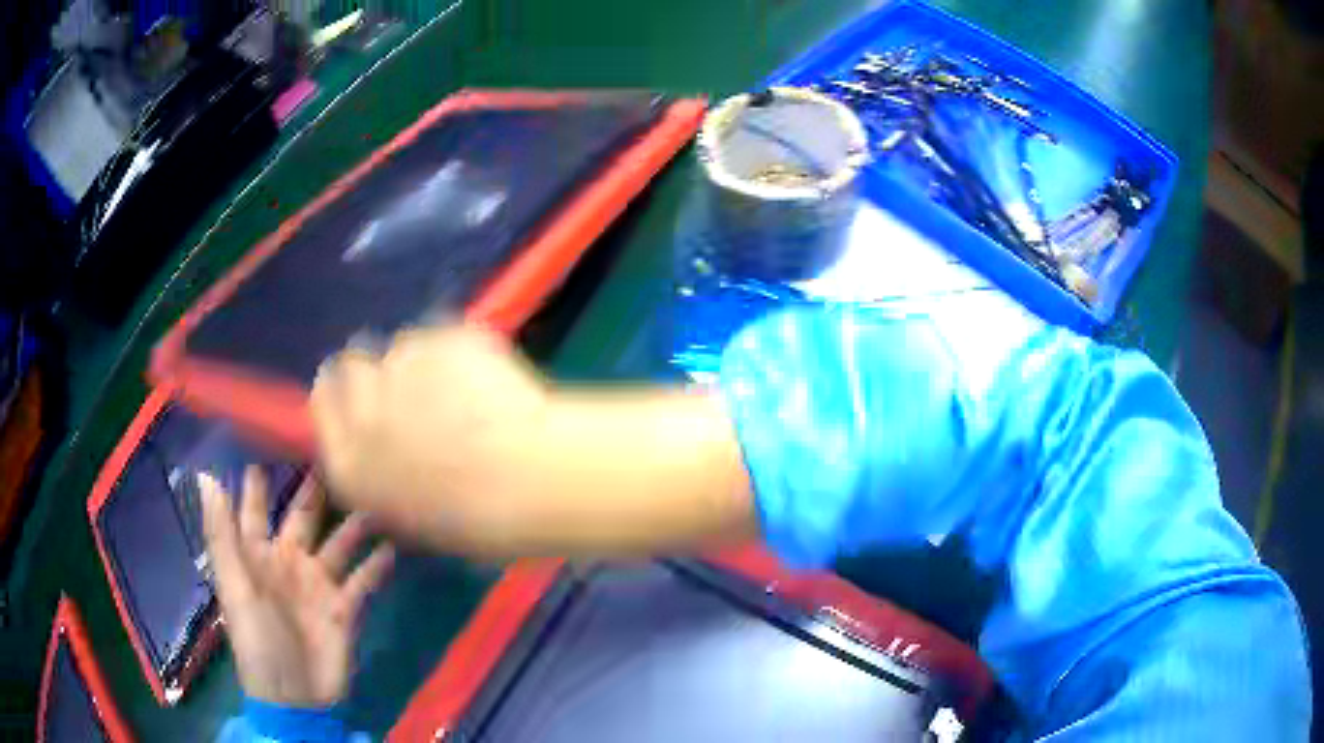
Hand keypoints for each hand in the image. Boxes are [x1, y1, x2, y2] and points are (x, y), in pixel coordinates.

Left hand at [200, 468, 394, 707]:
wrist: (297, 698)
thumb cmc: (258, 641)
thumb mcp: (235, 588)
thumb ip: (222, 535)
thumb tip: (205, 476)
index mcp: (257, 556)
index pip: (255, 510)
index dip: (258, 483)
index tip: (269, 442)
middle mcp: (288, 563)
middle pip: (302, 518)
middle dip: (314, 490)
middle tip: (333, 454)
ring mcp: (318, 585)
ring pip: (337, 543)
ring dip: (353, 523)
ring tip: (372, 496)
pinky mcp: (344, 609)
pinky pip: (363, 580)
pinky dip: (376, 565)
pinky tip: (392, 546)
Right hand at [311, 324, 547, 550]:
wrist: (529, 482)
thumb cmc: (481, 520)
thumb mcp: (419, 518)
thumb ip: (388, 478)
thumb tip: (387, 453)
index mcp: (350, 465)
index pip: (323, 402)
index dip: (339, 388)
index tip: (355, 382)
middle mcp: (361, 413)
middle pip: (351, 365)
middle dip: (377, 369)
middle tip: (413, 379)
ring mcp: (398, 369)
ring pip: (399, 348)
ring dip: (422, 362)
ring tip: (464, 388)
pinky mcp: (436, 338)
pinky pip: (440, 335)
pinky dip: (458, 350)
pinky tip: (488, 376)